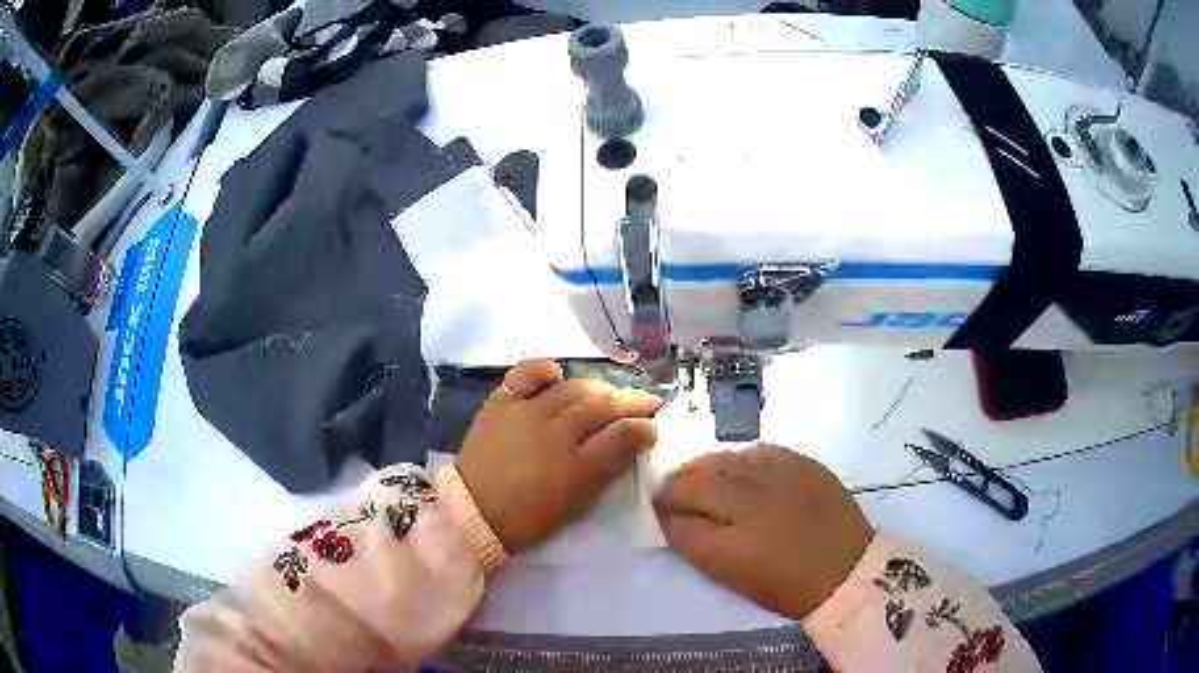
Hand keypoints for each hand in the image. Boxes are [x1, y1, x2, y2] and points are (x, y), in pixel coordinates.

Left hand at [456, 359, 660, 554]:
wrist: (473, 512)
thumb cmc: (528, 519)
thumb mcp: (576, 506)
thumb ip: (604, 473)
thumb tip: (628, 445)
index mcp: (577, 468)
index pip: (623, 435)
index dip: (644, 428)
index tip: (652, 427)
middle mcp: (556, 433)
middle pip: (603, 406)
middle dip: (631, 401)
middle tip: (646, 401)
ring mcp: (527, 413)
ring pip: (573, 388)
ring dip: (598, 388)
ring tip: (609, 392)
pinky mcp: (502, 403)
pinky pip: (527, 374)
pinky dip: (545, 370)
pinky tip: (558, 373)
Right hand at [654, 445, 872, 619]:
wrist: (846, 569)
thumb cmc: (786, 586)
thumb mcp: (733, 576)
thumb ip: (698, 545)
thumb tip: (675, 520)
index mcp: (729, 544)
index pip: (678, 518)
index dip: (662, 511)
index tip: (658, 509)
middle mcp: (749, 503)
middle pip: (696, 481)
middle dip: (675, 484)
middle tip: (669, 489)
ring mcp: (777, 477)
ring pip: (724, 460)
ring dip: (703, 466)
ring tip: (697, 474)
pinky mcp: (800, 463)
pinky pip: (757, 450)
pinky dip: (738, 457)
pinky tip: (736, 465)